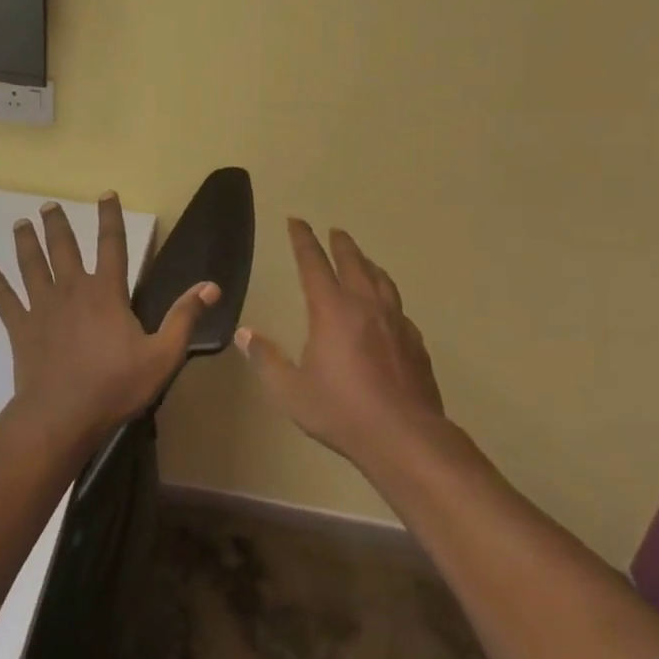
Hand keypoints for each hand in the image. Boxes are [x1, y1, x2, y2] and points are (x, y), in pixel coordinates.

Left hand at [0, 193, 219, 439]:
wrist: (62, 416)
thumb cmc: (115, 385)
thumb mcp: (162, 355)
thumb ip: (184, 317)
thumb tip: (211, 285)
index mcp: (106, 292)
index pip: (112, 244)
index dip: (110, 217)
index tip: (106, 193)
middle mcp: (71, 289)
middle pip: (63, 247)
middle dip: (57, 223)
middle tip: (48, 205)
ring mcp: (41, 307)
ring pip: (31, 265)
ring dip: (26, 243)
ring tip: (20, 223)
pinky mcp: (21, 328)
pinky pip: (5, 300)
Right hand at [236, 219, 448, 464]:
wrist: (404, 437)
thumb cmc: (341, 411)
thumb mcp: (290, 390)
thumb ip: (266, 359)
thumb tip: (243, 333)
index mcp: (332, 311)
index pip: (313, 264)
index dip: (303, 240)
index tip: (297, 221)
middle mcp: (365, 307)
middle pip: (354, 263)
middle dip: (342, 245)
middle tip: (336, 231)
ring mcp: (396, 323)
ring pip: (382, 281)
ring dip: (369, 265)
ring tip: (364, 260)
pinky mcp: (415, 343)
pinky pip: (399, 309)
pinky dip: (388, 297)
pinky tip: (388, 309)